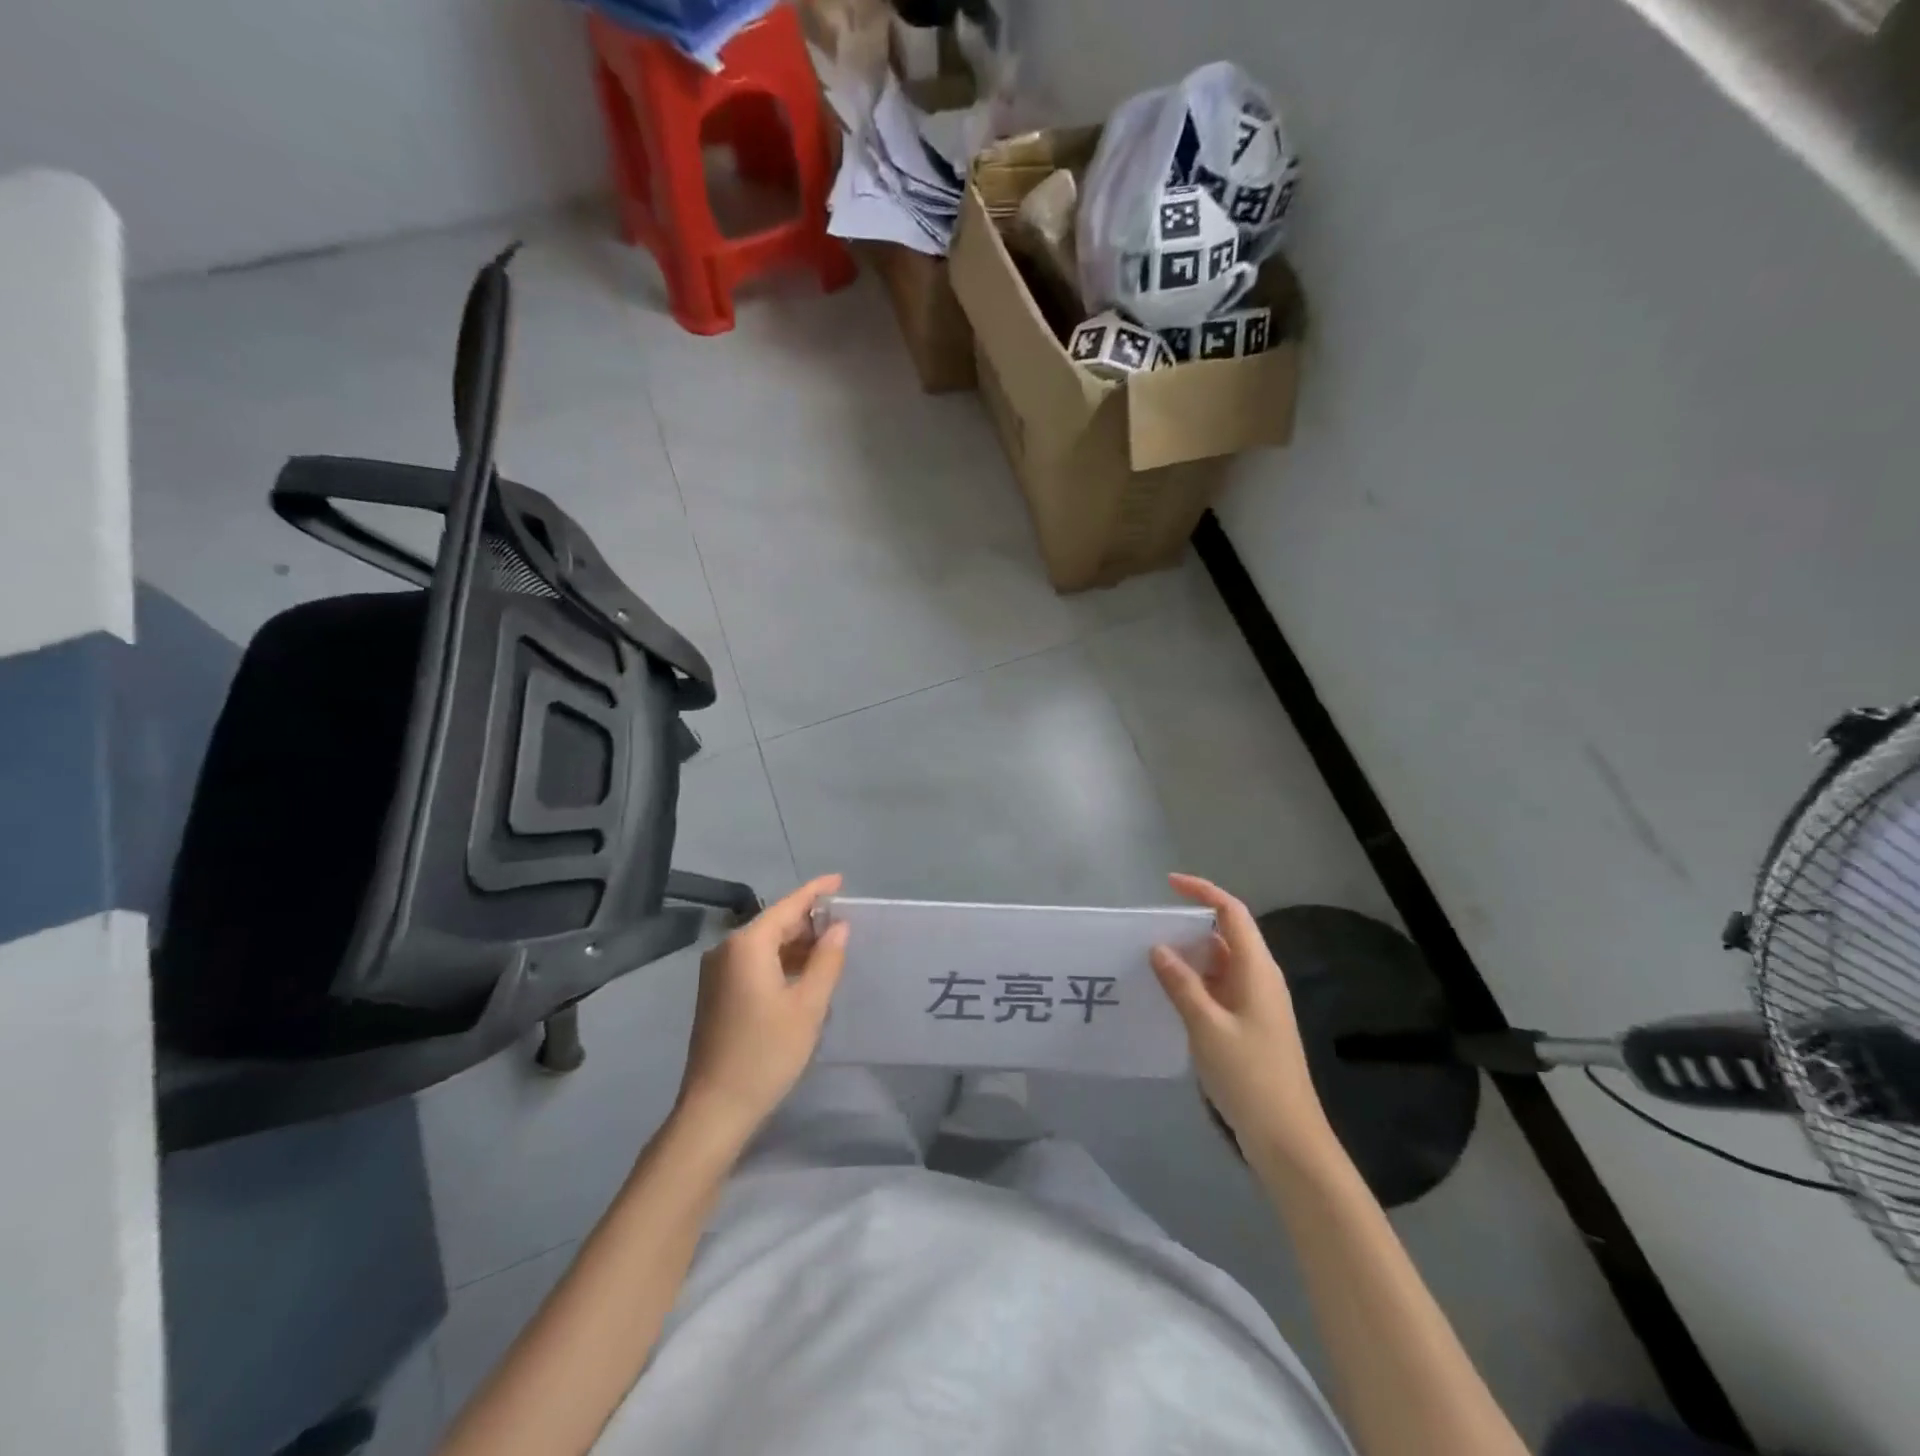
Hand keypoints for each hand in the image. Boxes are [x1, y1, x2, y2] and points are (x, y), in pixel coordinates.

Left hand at [675, 874, 849, 1143]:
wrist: (715, 1109)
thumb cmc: (767, 1053)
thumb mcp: (808, 1005)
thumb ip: (827, 959)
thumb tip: (839, 927)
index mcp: (747, 945)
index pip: (788, 906)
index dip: (816, 891)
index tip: (840, 880)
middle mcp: (727, 950)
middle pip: (774, 923)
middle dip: (808, 920)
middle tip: (844, 923)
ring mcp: (717, 973)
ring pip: (764, 945)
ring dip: (796, 944)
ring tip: (830, 948)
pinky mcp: (716, 993)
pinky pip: (753, 963)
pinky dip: (779, 962)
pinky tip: (803, 973)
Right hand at [1150, 873, 1335, 1164]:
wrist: (1287, 1138)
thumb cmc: (1250, 1076)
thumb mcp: (1207, 1027)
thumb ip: (1181, 984)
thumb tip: (1159, 948)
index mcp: (1257, 970)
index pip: (1232, 913)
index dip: (1203, 892)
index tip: (1169, 884)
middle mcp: (1260, 979)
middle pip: (1226, 936)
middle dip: (1189, 926)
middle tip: (1148, 929)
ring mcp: (1256, 1004)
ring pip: (1220, 964)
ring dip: (1189, 958)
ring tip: (1149, 959)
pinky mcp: (1249, 1025)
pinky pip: (1219, 989)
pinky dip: (1195, 984)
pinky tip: (1169, 995)